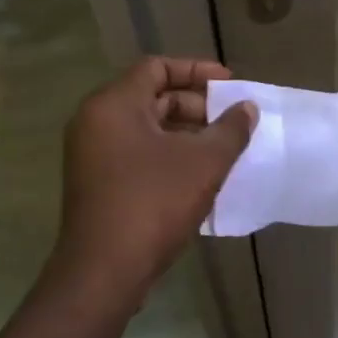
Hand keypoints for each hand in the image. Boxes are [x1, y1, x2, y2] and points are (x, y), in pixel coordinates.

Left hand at [53, 57, 255, 297]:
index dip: (196, 71)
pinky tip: (198, 176)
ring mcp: (91, 154)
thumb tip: (246, 109)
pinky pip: (135, 154)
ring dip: (184, 134)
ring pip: (144, 129)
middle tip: (230, 122)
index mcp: (114, 104)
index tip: (229, 84)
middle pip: (150, 97)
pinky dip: (166, 155)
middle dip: (195, 106)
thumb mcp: (203, 163)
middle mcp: (95, 122)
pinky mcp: (95, 183)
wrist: (104, 270)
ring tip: (221, 150)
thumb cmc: (154, 203)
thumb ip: (230, 130)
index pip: (156, 67)